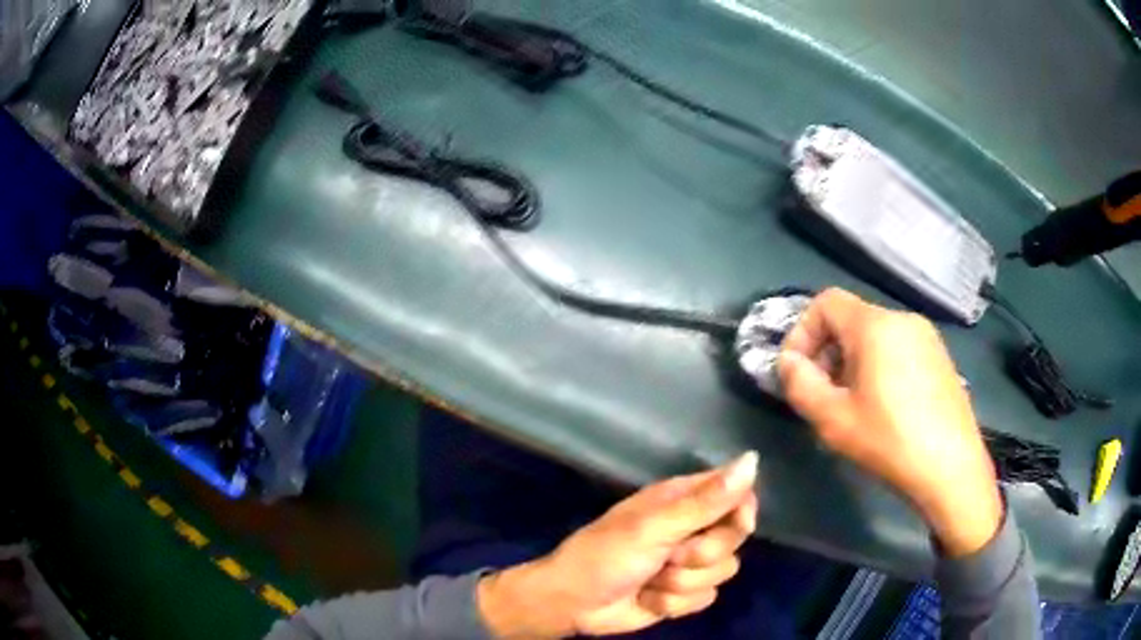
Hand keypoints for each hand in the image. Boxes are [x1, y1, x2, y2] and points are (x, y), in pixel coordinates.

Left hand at [478, 452, 758, 637]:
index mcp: (682, 500)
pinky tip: (649, 599)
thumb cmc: (605, 556)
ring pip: (723, 572)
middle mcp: (691, 528)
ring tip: (650, 579)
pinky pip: (706, 598)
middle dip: (701, 554)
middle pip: (734, 538)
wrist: (573, 603)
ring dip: (682, 583)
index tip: (739, 525)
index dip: (743, 510)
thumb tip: (753, 460)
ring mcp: (688, 564)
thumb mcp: (653, 527)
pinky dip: (676, 603)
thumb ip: (705, 501)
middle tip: (669, 556)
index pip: (736, 493)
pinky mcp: (683, 593)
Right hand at [777, 288, 1001, 557]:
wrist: (951, 468)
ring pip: (876, 336)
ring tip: (853, 405)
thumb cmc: (889, 441)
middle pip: (852, 319)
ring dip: (852, 362)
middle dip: (827, 352)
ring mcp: (927, 337)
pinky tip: (885, 408)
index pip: (826, 302)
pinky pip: (899, 349)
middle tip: (822, 395)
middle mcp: (903, 319)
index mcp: (876, 326)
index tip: (797, 372)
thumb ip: (800, 384)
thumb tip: (789, 363)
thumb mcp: (833, 420)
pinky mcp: (941, 358)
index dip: (802, 331)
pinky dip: (880, 367)